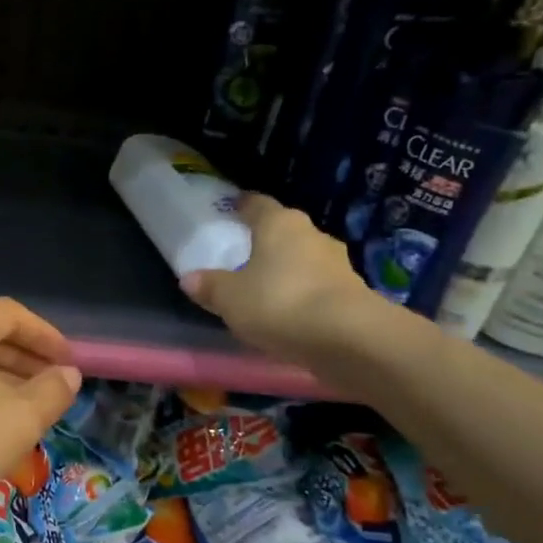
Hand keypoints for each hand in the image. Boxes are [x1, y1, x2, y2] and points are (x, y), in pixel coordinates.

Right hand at [181, 194, 390, 370]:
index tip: (231, 208)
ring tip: (266, 286)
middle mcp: (311, 234)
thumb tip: (189, 278)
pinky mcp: (353, 292)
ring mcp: (337, 262)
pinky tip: (291, 311)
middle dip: (266, 240)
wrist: (349, 338)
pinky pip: (318, 285)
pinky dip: (304, 293)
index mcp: (279, 223)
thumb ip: (210, 286)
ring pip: (304, 258)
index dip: (242, 205)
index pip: (257, 204)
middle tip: (244, 253)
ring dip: (288, 269)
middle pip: (284, 230)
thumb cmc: (279, 303)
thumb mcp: (230, 298)